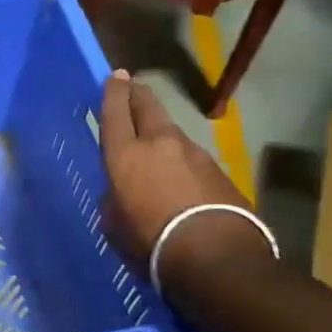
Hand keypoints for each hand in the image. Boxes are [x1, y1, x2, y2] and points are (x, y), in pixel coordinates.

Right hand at [99, 72, 270, 292]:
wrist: (215, 256)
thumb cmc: (150, 241)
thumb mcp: (114, 223)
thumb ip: (115, 199)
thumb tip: (122, 192)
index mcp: (125, 155)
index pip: (115, 113)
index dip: (113, 93)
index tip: (115, 76)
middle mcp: (159, 144)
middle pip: (148, 108)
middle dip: (138, 95)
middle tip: (133, 87)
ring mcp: (194, 154)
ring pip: (171, 133)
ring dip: (161, 132)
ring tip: (154, 141)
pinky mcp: (218, 171)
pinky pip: (191, 157)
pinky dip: (181, 160)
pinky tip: (178, 176)